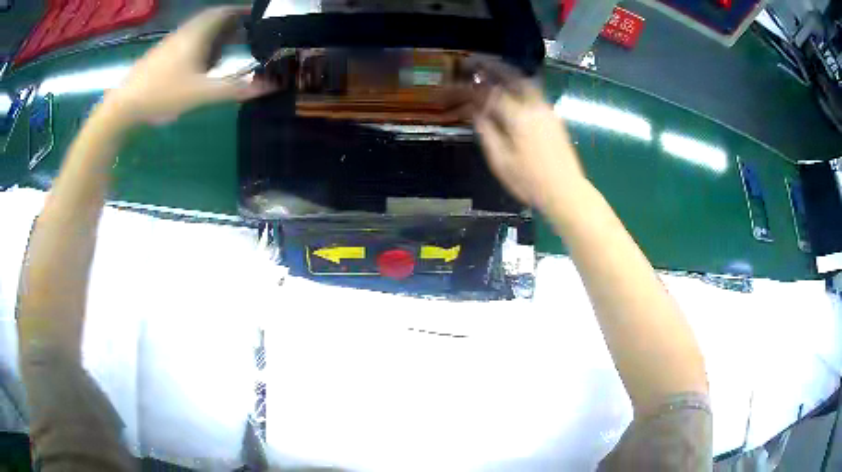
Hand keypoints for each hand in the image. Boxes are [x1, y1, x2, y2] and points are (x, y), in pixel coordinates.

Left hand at [105, 7, 273, 124]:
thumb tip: (269, 86)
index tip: (256, 16)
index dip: (241, 11)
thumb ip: (234, 89)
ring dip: (214, 36)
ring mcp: (170, 44)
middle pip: (211, 20)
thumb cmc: (162, 94)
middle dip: (230, 24)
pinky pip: (186, 43)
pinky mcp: (160, 56)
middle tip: (246, 34)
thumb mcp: (201, 93)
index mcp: (196, 34)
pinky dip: (199, 47)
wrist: (122, 106)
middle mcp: (184, 33)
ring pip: (198, 32)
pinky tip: (199, 65)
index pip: (223, 12)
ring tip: (226, 49)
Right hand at [469, 61, 585, 209]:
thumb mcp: (500, 161)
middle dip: (494, 67)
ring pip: (527, 83)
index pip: (491, 93)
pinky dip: (520, 85)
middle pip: (513, 78)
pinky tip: (512, 91)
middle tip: (477, 61)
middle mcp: (535, 107)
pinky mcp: (555, 119)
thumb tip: (476, 111)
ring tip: (494, 71)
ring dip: (509, 74)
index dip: (474, 86)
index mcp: (519, 117)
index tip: (460, 80)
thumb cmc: (530, 181)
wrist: (566, 192)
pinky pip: (535, 93)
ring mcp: (548, 111)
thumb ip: (487, 132)